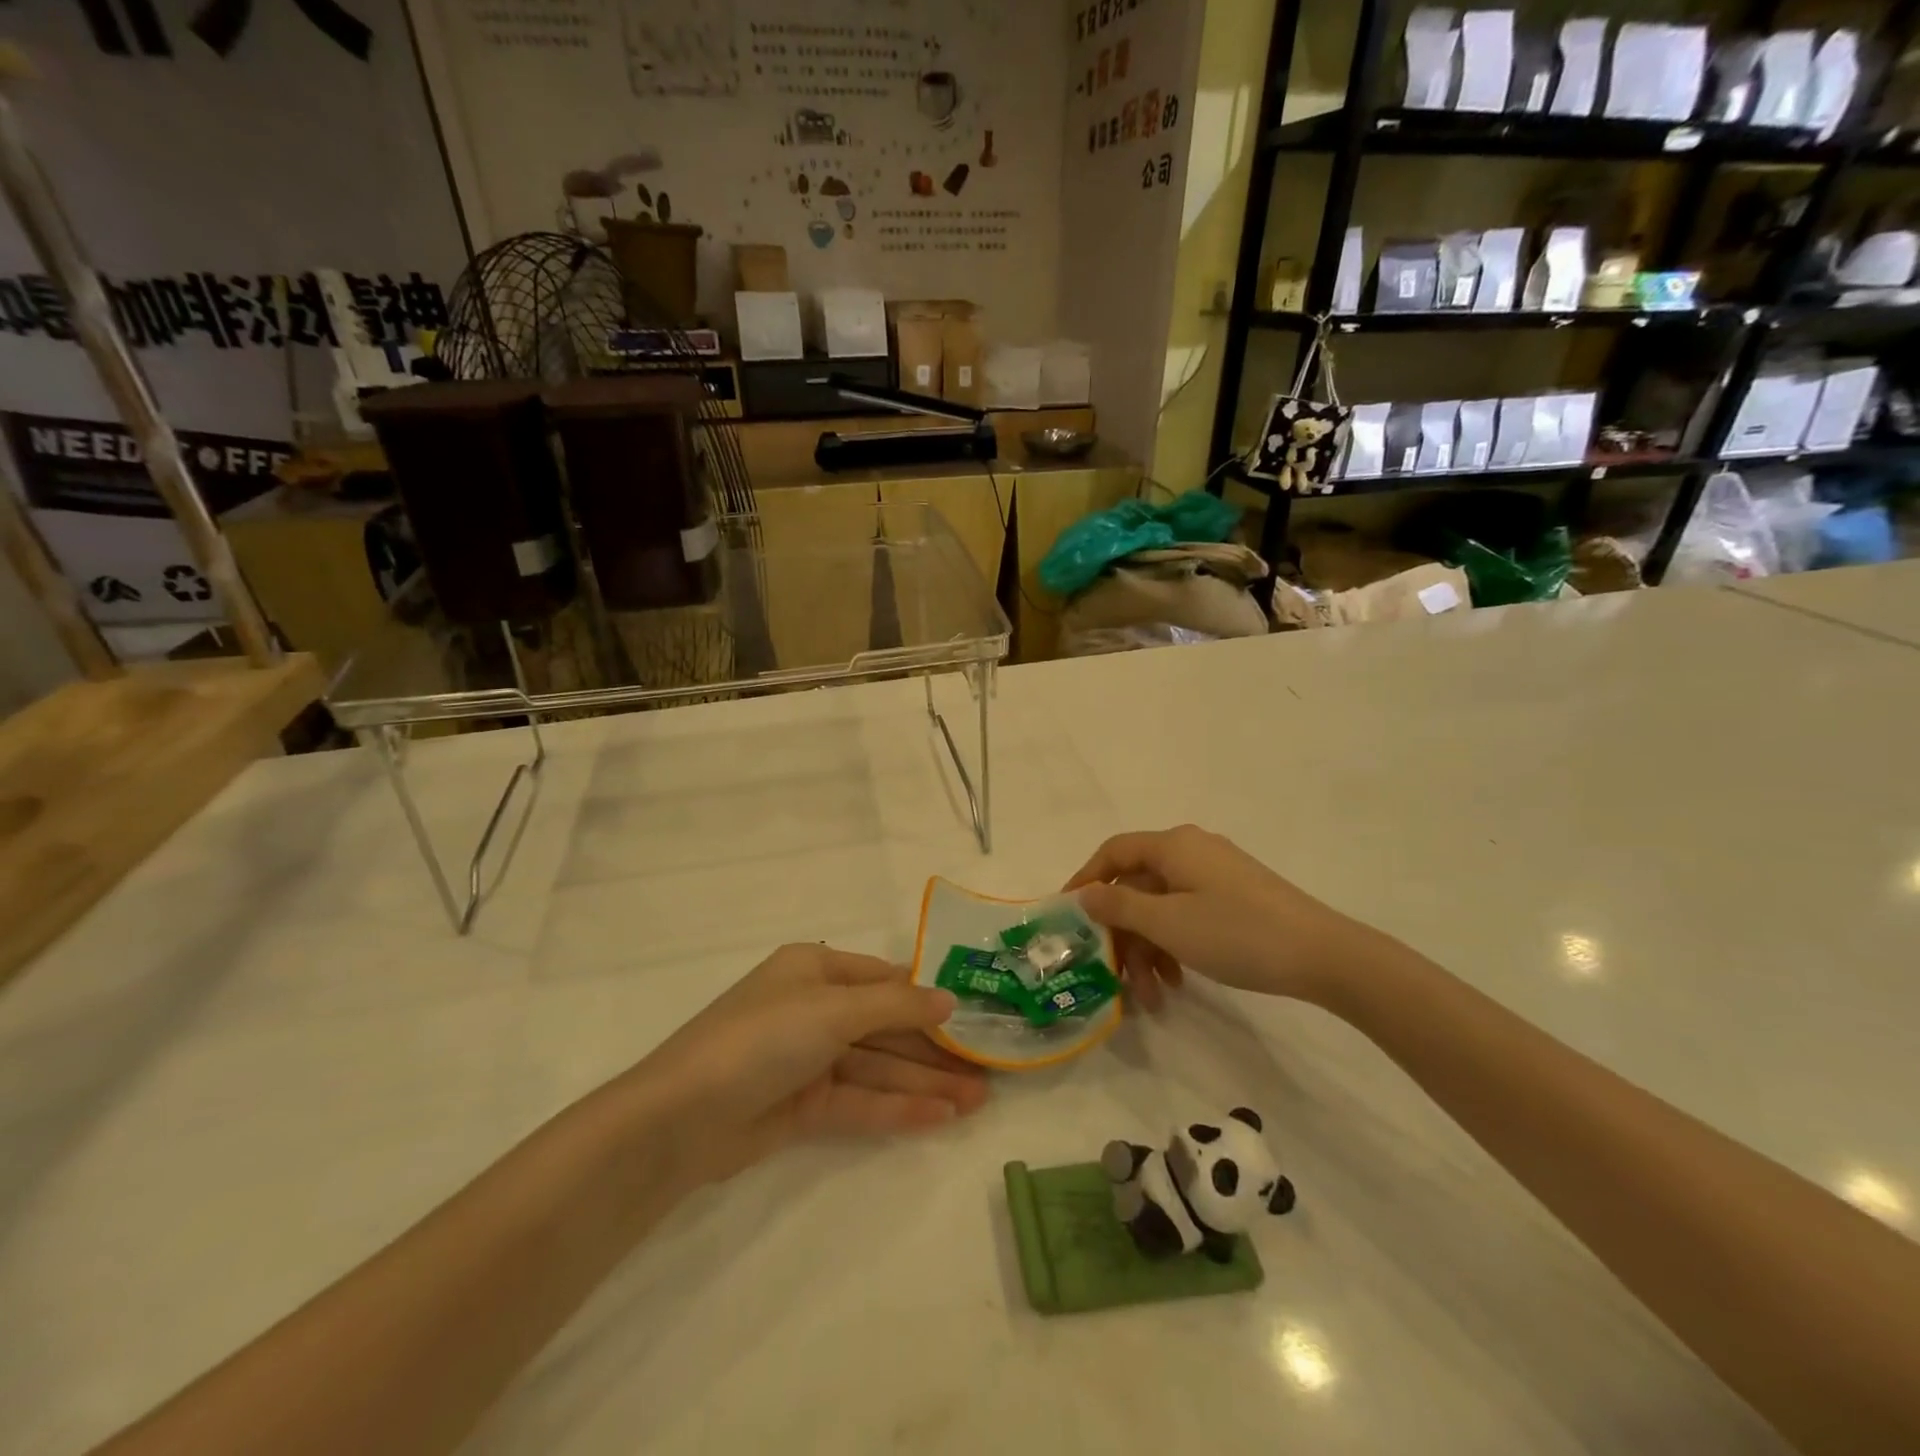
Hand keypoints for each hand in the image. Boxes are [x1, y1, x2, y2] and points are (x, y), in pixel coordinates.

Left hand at [626, 944, 989, 1187]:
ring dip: (924, 1082)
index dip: (927, 997)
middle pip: (885, 1027)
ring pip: (877, 1068)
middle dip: (932, 1049)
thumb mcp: (833, 1009)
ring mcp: (808, 1060)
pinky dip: (897, 1108)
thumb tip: (949, 999)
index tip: (972, 1016)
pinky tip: (940, 1117)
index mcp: (814, 971)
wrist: (681, 1118)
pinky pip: (859, 1102)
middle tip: (986, 1071)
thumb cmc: (762, 1038)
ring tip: (976, 1101)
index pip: (883, 979)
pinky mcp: (802, 1106)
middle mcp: (813, 1010)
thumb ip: (896, 1005)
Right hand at [1064, 825, 1385, 1007]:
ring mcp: (1216, 875)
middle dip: (1123, 934)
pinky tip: (1178, 983)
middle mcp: (1191, 851)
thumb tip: (1085, 893)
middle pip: (1138, 886)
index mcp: (1173, 845)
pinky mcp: (1235, 899)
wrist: (1324, 955)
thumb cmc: (1236, 933)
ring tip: (1151, 997)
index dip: (1085, 879)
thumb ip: (1119, 906)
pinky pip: (1188, 916)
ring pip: (1163, 907)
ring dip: (1149, 950)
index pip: (1113, 852)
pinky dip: (1175, 946)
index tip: (1067, 916)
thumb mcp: (1168, 923)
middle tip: (1114, 977)